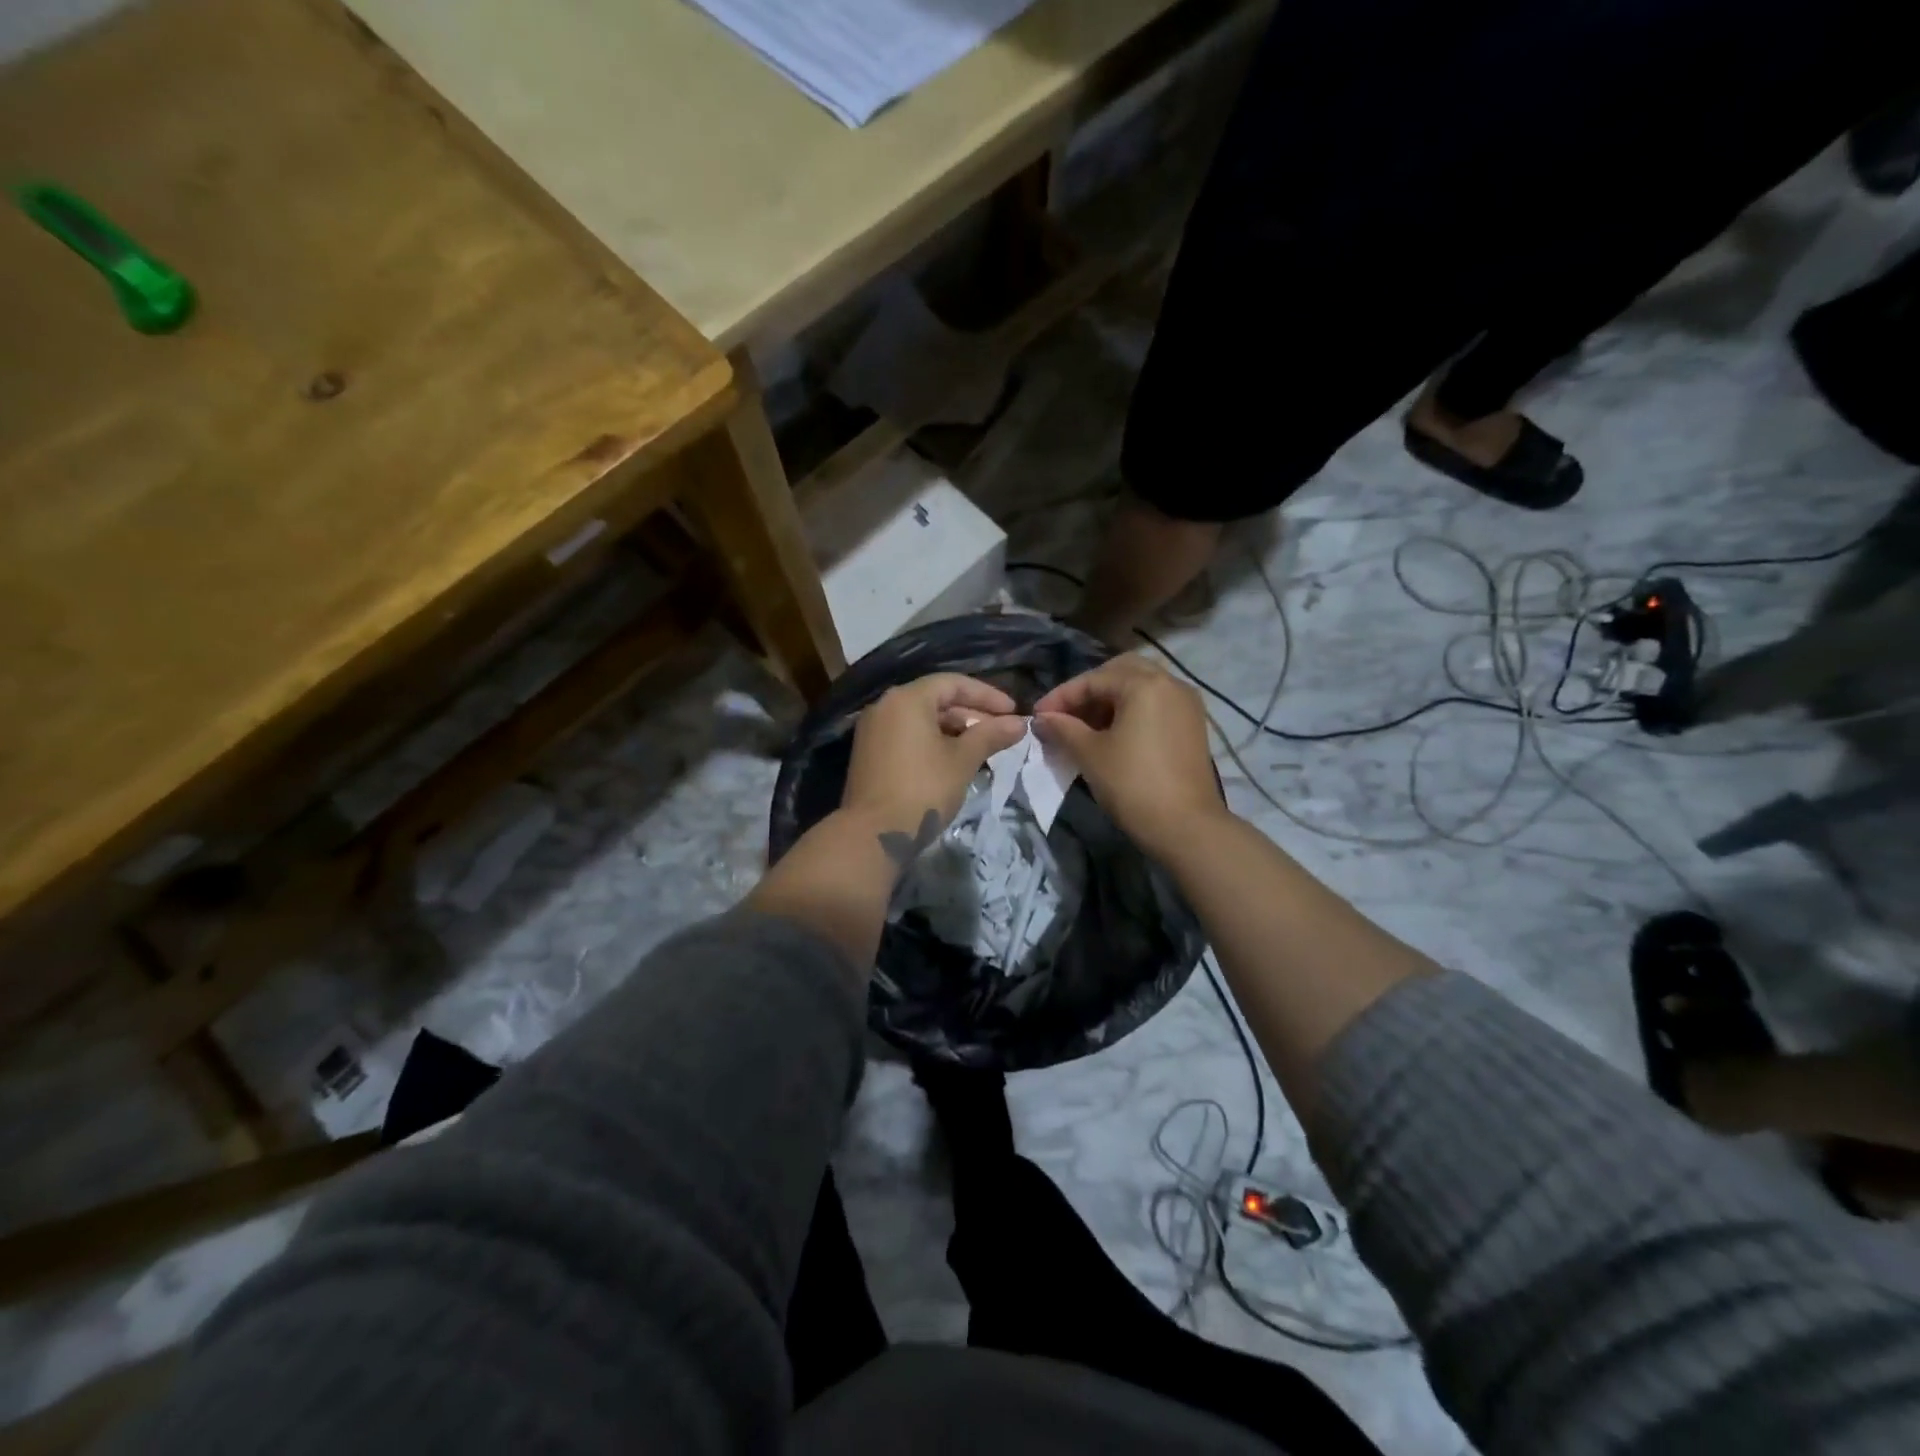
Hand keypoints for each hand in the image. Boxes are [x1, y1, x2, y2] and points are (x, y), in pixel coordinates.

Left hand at [841, 674, 1027, 852]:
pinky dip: (932, 741)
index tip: (1013, 711)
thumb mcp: (963, 760)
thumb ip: (991, 735)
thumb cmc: (923, 789)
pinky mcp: (869, 753)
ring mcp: (873, 730)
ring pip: (921, 719)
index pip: (953, 683)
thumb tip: (1020, 723)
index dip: (987, 695)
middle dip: (971, 713)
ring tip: (982, 747)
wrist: (873, 834)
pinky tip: (953, 759)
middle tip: (1001, 732)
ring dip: (954, 729)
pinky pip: (907, 735)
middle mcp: (885, 706)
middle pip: (935, 699)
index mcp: (907, 699)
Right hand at [1033, 654, 1225, 854]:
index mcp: (1145, 684)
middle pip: (1121, 673)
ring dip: (1110, 700)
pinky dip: (1131, 711)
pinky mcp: (1192, 725)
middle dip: (1089, 690)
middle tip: (1065, 715)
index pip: (1093, 679)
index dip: (1061, 696)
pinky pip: (1155, 704)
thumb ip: (1063, 729)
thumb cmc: (1132, 784)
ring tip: (1085, 727)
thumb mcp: (1090, 754)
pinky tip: (1112, 735)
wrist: (1186, 827)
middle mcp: (1170, 683)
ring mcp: (1186, 704)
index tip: (1038, 715)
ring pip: (1140, 687)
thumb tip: (1041, 718)